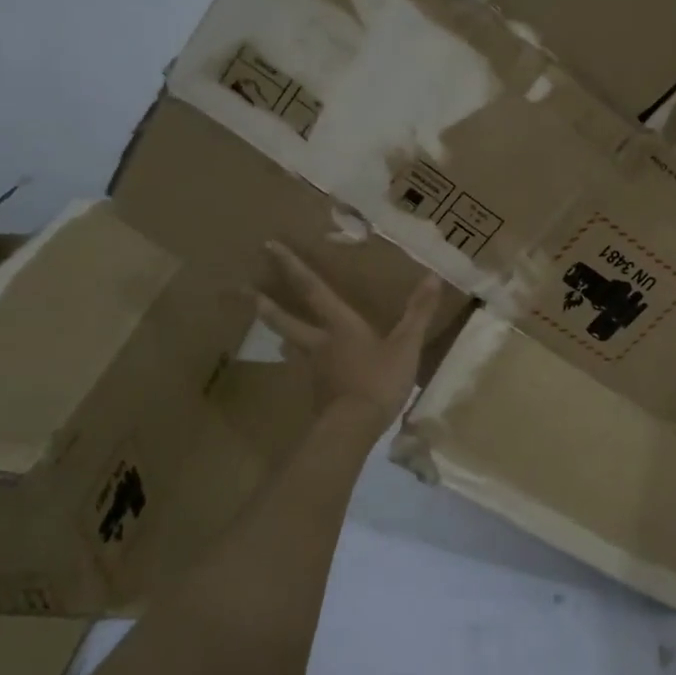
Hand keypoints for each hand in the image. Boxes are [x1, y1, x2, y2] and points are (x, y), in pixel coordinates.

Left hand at [256, 242, 444, 426]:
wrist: (353, 428)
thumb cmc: (378, 381)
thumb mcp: (406, 345)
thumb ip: (419, 312)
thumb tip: (433, 276)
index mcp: (339, 325)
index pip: (312, 289)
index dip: (292, 267)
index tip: (268, 246)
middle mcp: (319, 342)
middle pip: (285, 320)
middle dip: (264, 304)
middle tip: (242, 290)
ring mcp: (314, 369)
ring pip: (292, 345)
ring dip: (280, 333)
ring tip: (274, 332)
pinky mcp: (318, 391)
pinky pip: (306, 369)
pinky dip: (303, 362)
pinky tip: (309, 368)